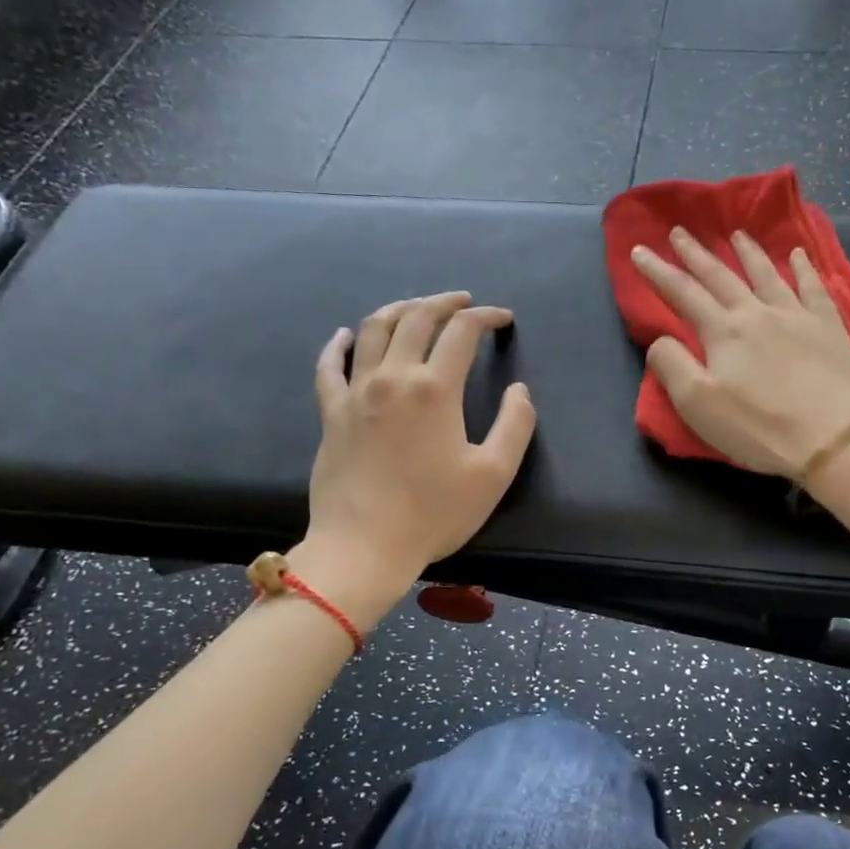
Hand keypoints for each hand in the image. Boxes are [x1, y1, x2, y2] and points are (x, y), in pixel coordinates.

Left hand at [296, 292, 535, 616]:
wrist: (364, 546)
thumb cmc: (434, 512)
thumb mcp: (493, 474)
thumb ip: (516, 425)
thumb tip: (520, 391)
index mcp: (435, 389)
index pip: (462, 332)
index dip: (486, 317)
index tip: (503, 320)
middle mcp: (393, 377)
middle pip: (416, 318)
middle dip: (444, 302)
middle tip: (464, 302)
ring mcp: (356, 392)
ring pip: (373, 330)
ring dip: (399, 309)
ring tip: (417, 307)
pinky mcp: (331, 412)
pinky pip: (330, 366)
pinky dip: (338, 344)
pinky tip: (346, 335)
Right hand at [630, 226, 849, 479]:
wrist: (833, 437)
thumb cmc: (759, 427)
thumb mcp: (698, 405)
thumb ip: (672, 366)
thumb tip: (660, 339)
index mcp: (723, 332)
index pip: (682, 293)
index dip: (658, 271)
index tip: (639, 250)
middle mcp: (757, 313)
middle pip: (721, 276)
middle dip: (696, 253)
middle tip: (680, 231)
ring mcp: (797, 316)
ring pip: (767, 274)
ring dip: (748, 252)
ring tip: (736, 233)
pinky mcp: (830, 327)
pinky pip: (814, 287)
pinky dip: (804, 268)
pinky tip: (799, 254)